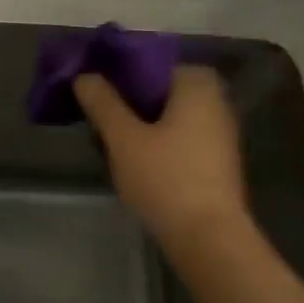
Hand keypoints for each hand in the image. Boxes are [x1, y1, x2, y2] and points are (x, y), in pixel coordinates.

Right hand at [74, 65, 251, 246]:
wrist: (210, 240)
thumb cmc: (166, 179)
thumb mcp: (124, 138)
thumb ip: (102, 103)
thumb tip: (84, 75)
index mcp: (196, 85)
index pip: (152, 62)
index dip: (119, 70)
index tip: (92, 84)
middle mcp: (215, 101)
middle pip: (161, 88)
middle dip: (128, 97)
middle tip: (95, 111)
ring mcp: (219, 133)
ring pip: (169, 114)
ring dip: (140, 120)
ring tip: (107, 135)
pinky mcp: (216, 161)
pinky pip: (179, 136)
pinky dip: (156, 139)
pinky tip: (132, 157)